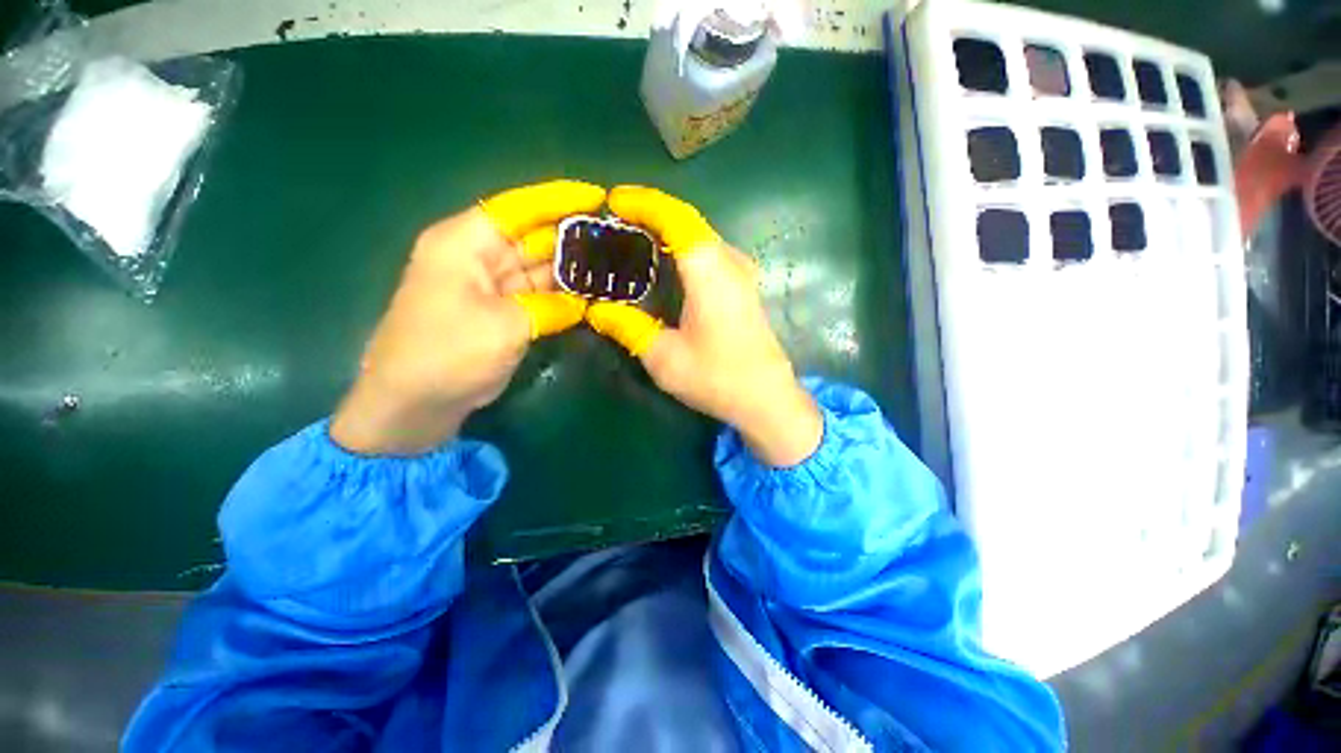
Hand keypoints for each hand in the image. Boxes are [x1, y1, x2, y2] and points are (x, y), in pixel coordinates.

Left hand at [330, 180, 605, 454]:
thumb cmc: (446, 355)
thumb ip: (549, 307)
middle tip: (616, 238)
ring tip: (612, 265)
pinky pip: (539, 296)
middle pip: (532, 237)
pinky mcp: (503, 314)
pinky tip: (592, 294)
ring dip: (572, 269)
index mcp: (464, 245)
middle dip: (572, 237)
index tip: (597, 197)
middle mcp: (478, 259)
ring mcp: (492, 288)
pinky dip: (563, 296)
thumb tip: (582, 302)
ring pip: (539, 268)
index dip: (558, 199)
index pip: (517, 208)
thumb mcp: (502, 327)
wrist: (414, 405)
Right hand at [586, 186, 821, 466]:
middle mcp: (729, 262)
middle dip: (651, 214)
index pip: (675, 217)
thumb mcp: (664, 358)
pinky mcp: (744, 287)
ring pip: (700, 235)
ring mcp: (741, 273)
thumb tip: (596, 310)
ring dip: (667, 231)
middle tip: (615, 222)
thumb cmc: (717, 378)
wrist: (767, 399)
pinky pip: (709, 253)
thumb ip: (628, 327)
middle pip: (688, 221)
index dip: (643, 203)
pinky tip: (665, 266)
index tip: (613, 202)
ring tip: (633, 239)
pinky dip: (683, 249)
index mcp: (709, 271)